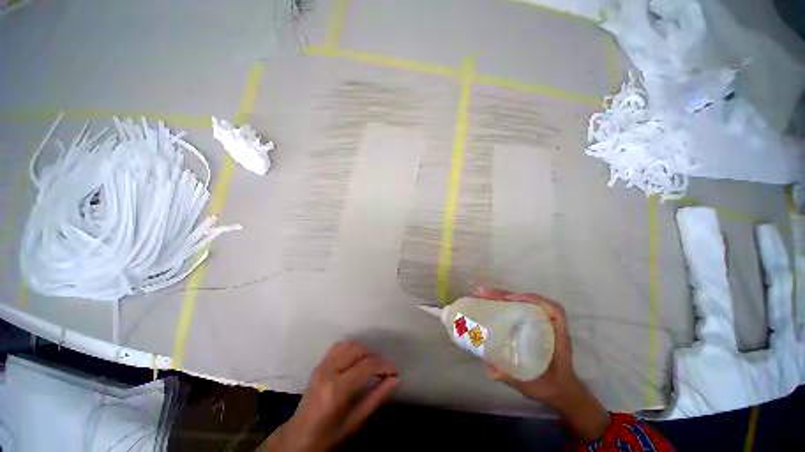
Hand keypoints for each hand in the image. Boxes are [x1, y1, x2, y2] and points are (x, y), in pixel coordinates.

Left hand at [260, 340, 399, 451]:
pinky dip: (352, 347)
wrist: (298, 438)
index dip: (385, 365)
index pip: (367, 365)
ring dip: (365, 350)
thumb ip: (377, 398)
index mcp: (337, 389)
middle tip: (385, 369)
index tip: (395, 371)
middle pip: (359, 350)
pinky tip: (358, 358)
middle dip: (376, 356)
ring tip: (373, 364)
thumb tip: (396, 380)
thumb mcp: (355, 421)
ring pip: (350, 344)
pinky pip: (339, 346)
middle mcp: (328, 371)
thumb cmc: (328, 436)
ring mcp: (322, 365)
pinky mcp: (319, 363)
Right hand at [475, 288, 609, 442]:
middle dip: (505, 294)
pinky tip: (488, 307)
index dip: (532, 298)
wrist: (566, 393)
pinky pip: (518, 311)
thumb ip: (515, 377)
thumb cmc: (555, 387)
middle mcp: (548, 326)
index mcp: (557, 336)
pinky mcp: (532, 328)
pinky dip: (502, 305)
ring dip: (501, 297)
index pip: (552, 309)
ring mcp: (540, 326)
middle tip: (483, 292)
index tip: (511, 298)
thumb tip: (490, 367)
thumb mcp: (537, 385)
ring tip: (481, 295)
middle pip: (530, 302)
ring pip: (522, 304)